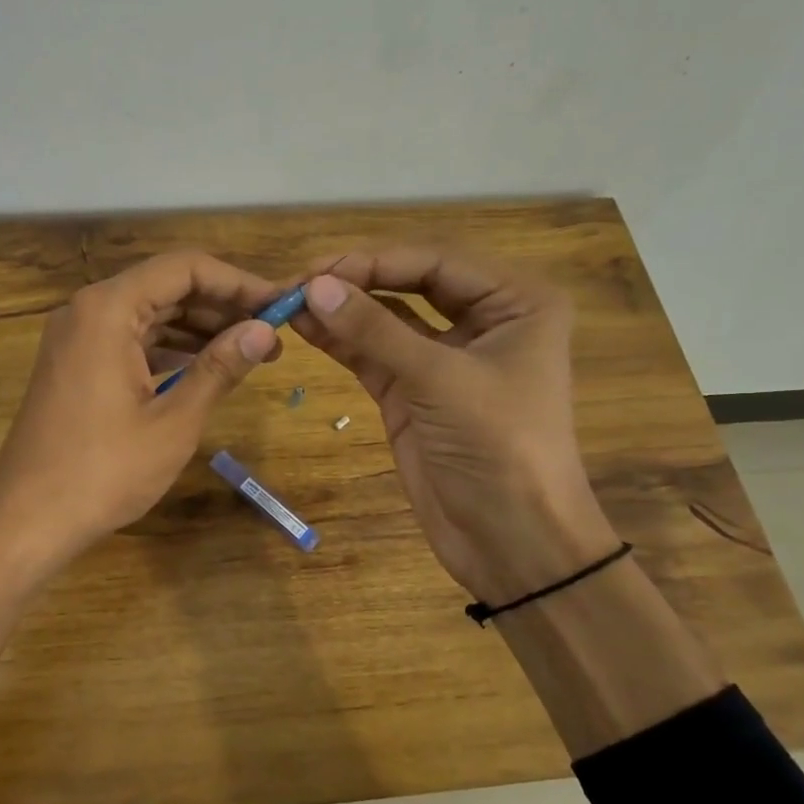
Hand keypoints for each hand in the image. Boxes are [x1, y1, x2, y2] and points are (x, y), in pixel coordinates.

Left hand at [0, 250, 281, 580]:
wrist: (26, 520)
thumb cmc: (103, 472)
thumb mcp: (173, 421)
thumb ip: (219, 367)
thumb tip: (265, 330)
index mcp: (108, 309)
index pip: (184, 269)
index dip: (238, 282)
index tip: (280, 304)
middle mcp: (87, 310)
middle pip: (166, 287)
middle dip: (221, 307)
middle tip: (271, 334)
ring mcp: (76, 337)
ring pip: (148, 314)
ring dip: (198, 329)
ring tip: (249, 353)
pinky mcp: (74, 364)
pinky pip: (129, 340)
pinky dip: (168, 348)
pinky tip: (203, 367)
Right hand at [291, 247, 618, 603]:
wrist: (513, 541)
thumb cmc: (499, 448)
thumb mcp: (439, 380)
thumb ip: (375, 330)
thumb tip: (312, 287)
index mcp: (515, 302)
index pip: (436, 261)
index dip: (375, 261)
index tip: (316, 270)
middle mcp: (482, 319)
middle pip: (409, 283)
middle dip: (355, 280)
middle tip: (296, 283)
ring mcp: (442, 357)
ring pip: (385, 318)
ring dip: (340, 309)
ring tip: (288, 302)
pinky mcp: (411, 391)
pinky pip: (372, 353)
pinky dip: (340, 341)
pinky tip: (304, 327)